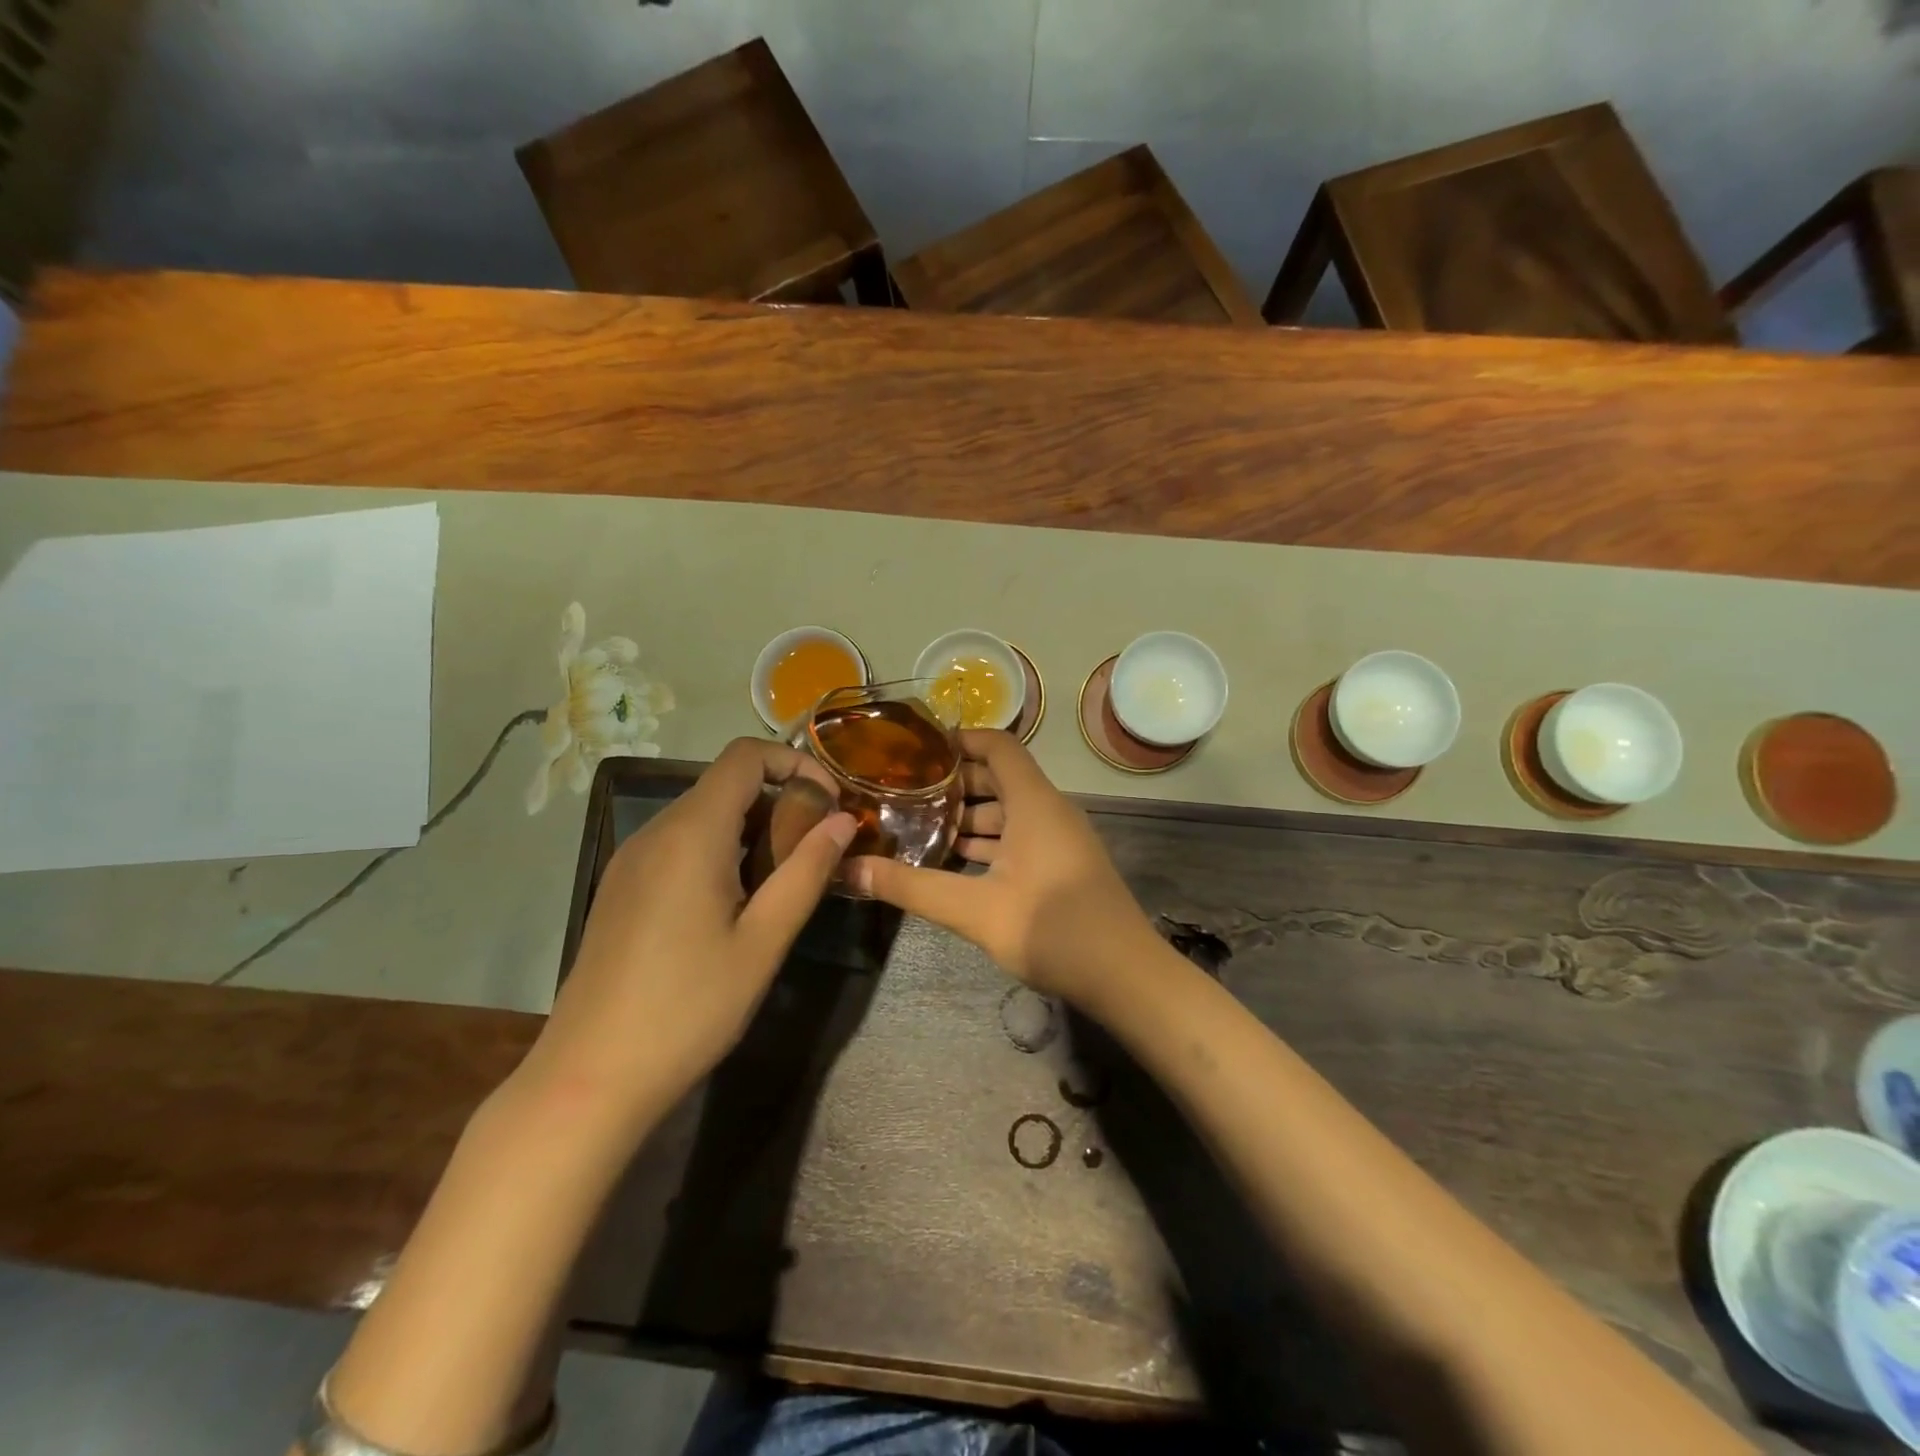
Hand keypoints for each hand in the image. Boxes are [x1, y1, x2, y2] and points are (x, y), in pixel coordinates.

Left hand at [525, 739, 854, 1124]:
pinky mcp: (621, 888)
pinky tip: (736, 901)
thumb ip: (807, 872)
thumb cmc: (688, 1008)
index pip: (744, 756)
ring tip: (784, 876)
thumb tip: (843, 821)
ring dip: (751, 826)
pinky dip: (720, 848)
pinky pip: (679, 843)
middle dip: (780, 799)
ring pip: (702, 814)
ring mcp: (631, 860)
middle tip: (817, 847)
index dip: (794, 762)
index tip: (830, 801)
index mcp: (691, 833)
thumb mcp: (763, 941)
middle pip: (724, 783)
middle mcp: (655, 832)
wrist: (590, 1077)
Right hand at [848, 730, 1157, 1004]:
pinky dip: (989, 841)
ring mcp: (1060, 838)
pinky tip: (955, 862)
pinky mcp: (1063, 865)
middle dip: (954, 782)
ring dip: (969, 816)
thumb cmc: (1052, 928)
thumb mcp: (974, 910)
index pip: (998, 745)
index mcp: (1035, 803)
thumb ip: (912, 888)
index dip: (960, 739)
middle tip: (904, 791)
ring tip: (919, 826)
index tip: (916, 749)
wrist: (1125, 975)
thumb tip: (850, 869)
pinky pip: (1021, 837)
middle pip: (1000, 777)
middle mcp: (1050, 810)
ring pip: (1009, 811)